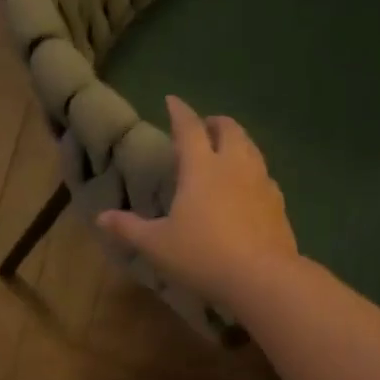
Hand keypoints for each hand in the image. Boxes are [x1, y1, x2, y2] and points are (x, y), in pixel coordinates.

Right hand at [97, 95, 297, 306]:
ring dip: (236, 142)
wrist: (262, 278)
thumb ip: (129, 228)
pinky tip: (247, 187)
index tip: (172, 100)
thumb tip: (101, 217)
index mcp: (201, 167)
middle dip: (215, 123)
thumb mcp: (157, 245)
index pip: (189, 128)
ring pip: (251, 148)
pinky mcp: (278, 203)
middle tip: (204, 127)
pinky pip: (264, 175)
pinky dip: (252, 170)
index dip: (179, 112)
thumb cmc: (202, 255)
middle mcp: (234, 165)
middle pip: (229, 130)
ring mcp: (261, 182)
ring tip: (225, 152)